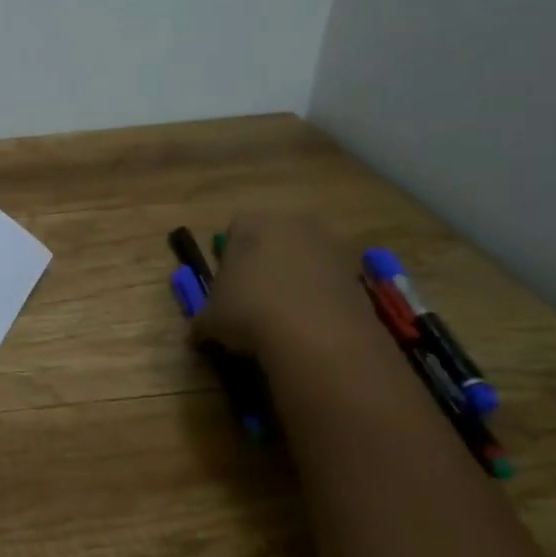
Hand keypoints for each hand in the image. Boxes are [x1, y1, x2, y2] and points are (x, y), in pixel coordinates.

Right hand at [190, 215, 373, 356]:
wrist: (315, 334)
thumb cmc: (248, 312)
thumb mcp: (210, 320)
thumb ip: (203, 319)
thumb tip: (199, 332)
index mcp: (250, 224)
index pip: (233, 232)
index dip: (229, 260)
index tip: (228, 288)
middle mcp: (290, 223)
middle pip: (273, 239)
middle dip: (265, 264)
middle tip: (255, 300)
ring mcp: (329, 243)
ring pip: (304, 258)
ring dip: (295, 279)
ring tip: (285, 316)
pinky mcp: (356, 270)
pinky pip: (329, 279)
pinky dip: (320, 295)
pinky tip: (311, 323)